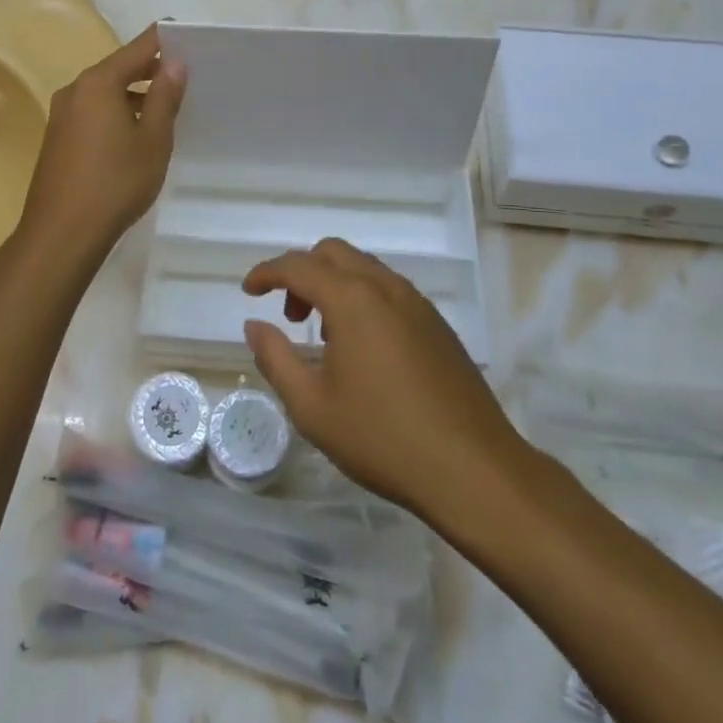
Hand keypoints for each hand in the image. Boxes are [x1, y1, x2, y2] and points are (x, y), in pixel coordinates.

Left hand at [15, 24, 185, 259]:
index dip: (163, 39)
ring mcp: (61, 115)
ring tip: (164, 109)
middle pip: (118, 69)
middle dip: (149, 70)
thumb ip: (165, 97)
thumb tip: (174, 63)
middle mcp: (75, 90)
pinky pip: (92, 113)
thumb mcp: (153, 139)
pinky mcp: (57, 139)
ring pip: (104, 93)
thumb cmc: (116, 182)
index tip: (185, 33)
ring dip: (133, 95)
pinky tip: (133, 135)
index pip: (137, 48)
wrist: (62, 233)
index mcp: (98, 83)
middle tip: (183, 75)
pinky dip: (115, 113)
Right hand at [242, 239, 528, 516]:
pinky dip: (362, 298)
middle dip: (302, 273)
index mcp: (352, 299)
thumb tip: (254, 325)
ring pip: (364, 268)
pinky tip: (363, 348)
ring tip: (324, 336)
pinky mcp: (438, 324)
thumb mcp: (311, 406)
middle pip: (333, 253)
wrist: (473, 469)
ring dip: (334, 284)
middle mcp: (385, 288)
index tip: (248, 291)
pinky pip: (389, 290)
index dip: (267, 272)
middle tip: (290, 316)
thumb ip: (275, 358)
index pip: (298, 266)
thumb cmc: (382, 438)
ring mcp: (417, 303)